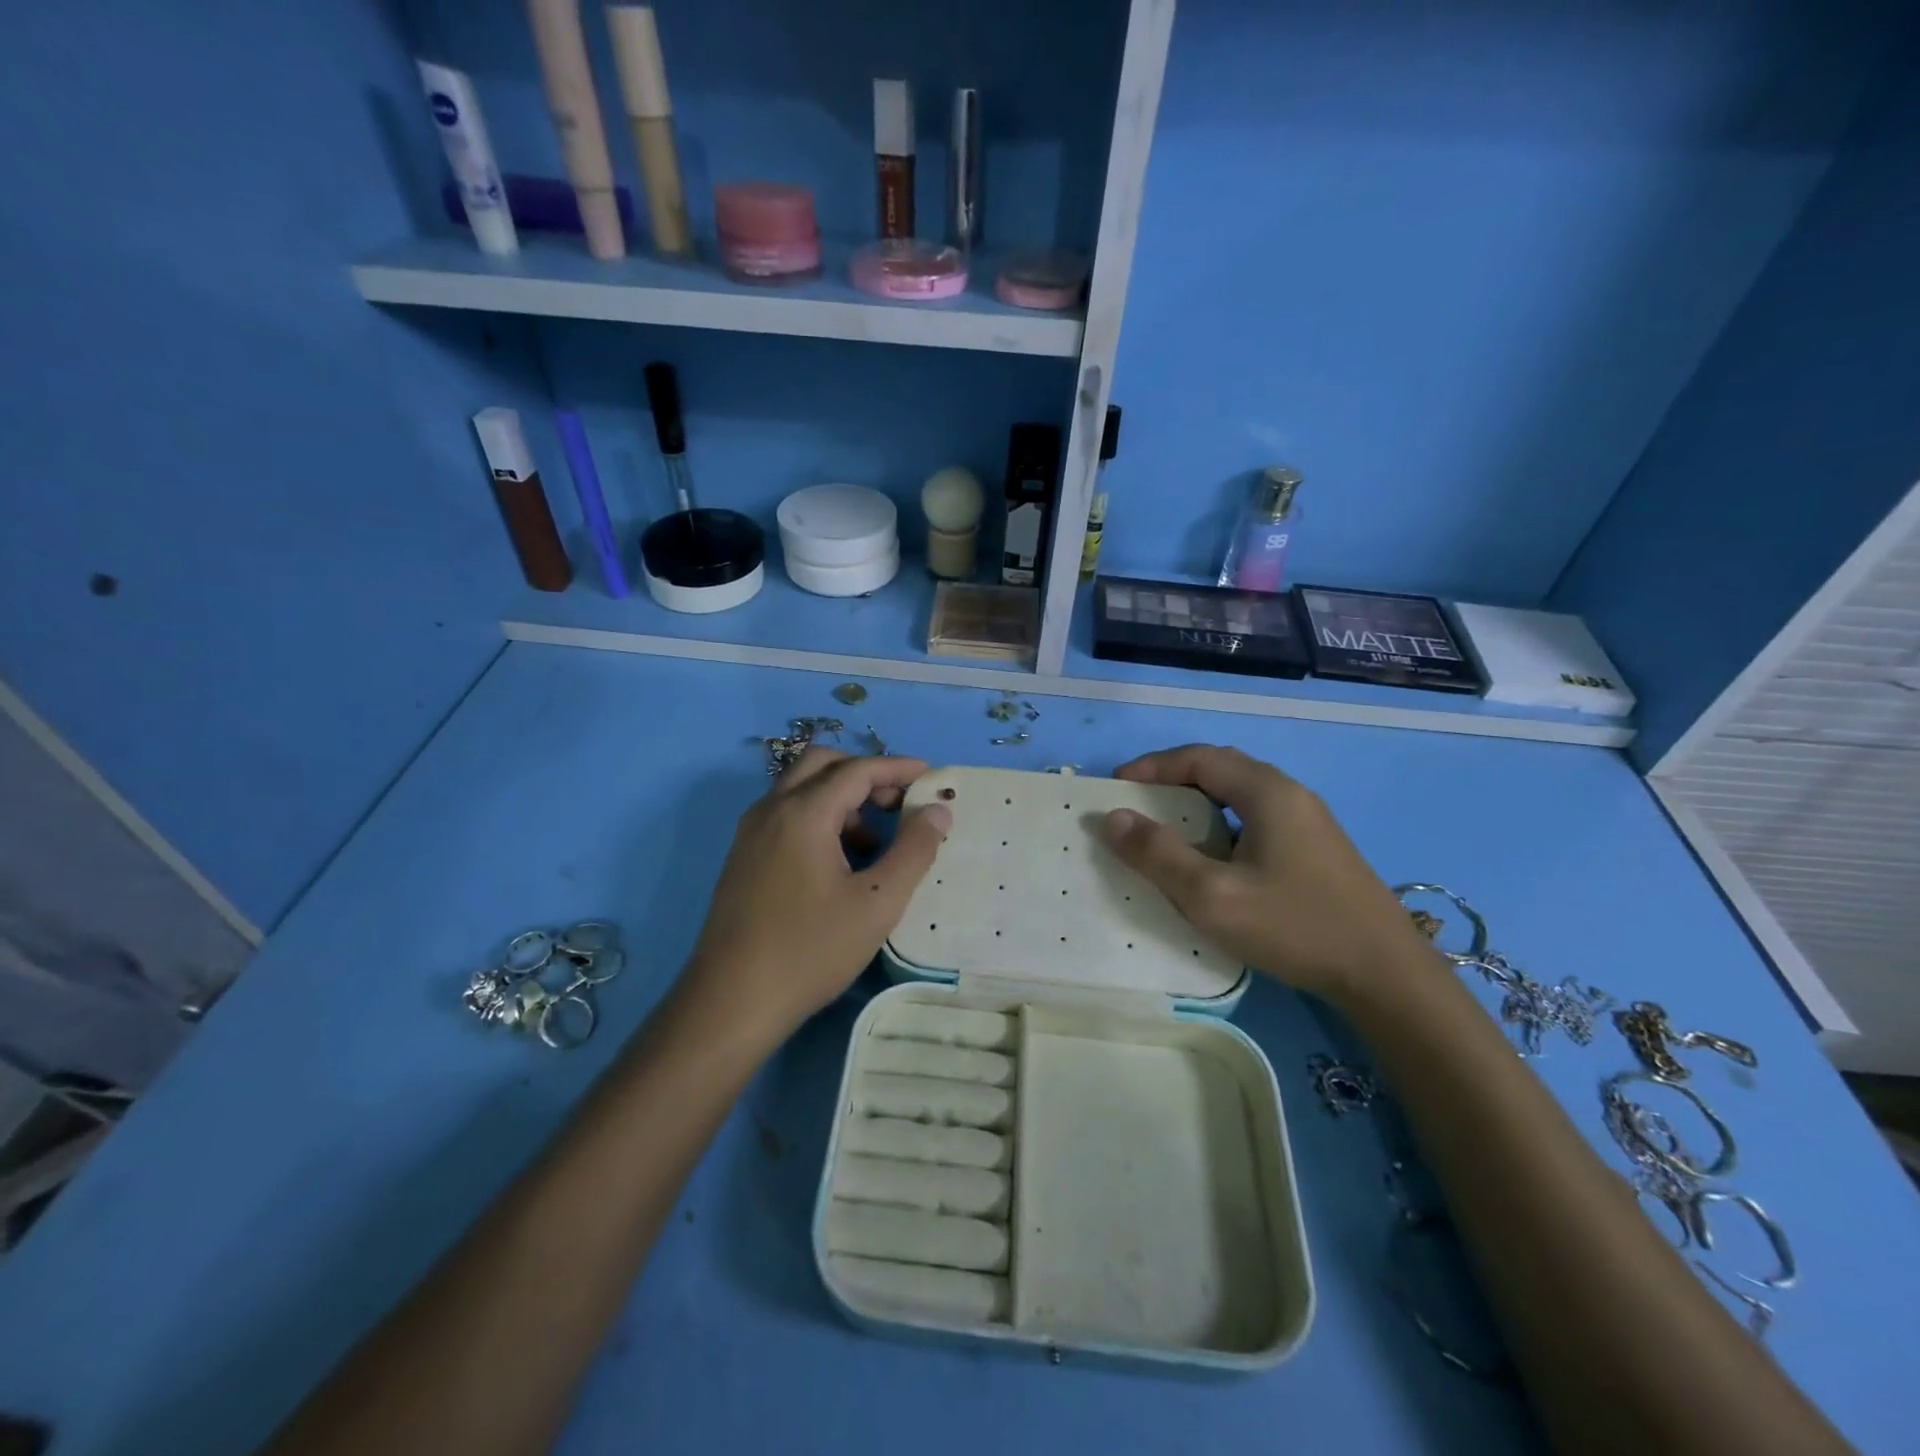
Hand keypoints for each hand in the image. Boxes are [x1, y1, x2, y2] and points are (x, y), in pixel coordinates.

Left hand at [683, 748, 951, 1047]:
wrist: (731, 1002)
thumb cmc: (811, 950)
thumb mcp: (877, 903)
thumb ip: (913, 850)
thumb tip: (938, 811)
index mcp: (803, 813)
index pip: (857, 769)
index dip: (897, 767)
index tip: (930, 776)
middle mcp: (771, 810)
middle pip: (821, 764)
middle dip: (864, 773)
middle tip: (898, 802)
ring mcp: (751, 833)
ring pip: (800, 789)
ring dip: (841, 797)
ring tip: (875, 840)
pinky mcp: (743, 857)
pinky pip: (786, 815)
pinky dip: (818, 817)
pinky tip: (840, 863)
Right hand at [1103, 744, 1437, 1004]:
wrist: (1387, 976)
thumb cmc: (1294, 927)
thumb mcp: (1213, 896)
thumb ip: (1158, 854)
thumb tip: (1113, 818)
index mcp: (1268, 792)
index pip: (1199, 758)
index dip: (1153, 767)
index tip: (1116, 788)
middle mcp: (1291, 795)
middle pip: (1222, 768)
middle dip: (1173, 779)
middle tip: (1138, 803)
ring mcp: (1309, 822)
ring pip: (1241, 794)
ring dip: (1199, 802)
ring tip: (1167, 828)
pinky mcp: (1317, 849)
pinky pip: (1257, 818)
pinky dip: (1222, 823)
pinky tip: (1214, 857)